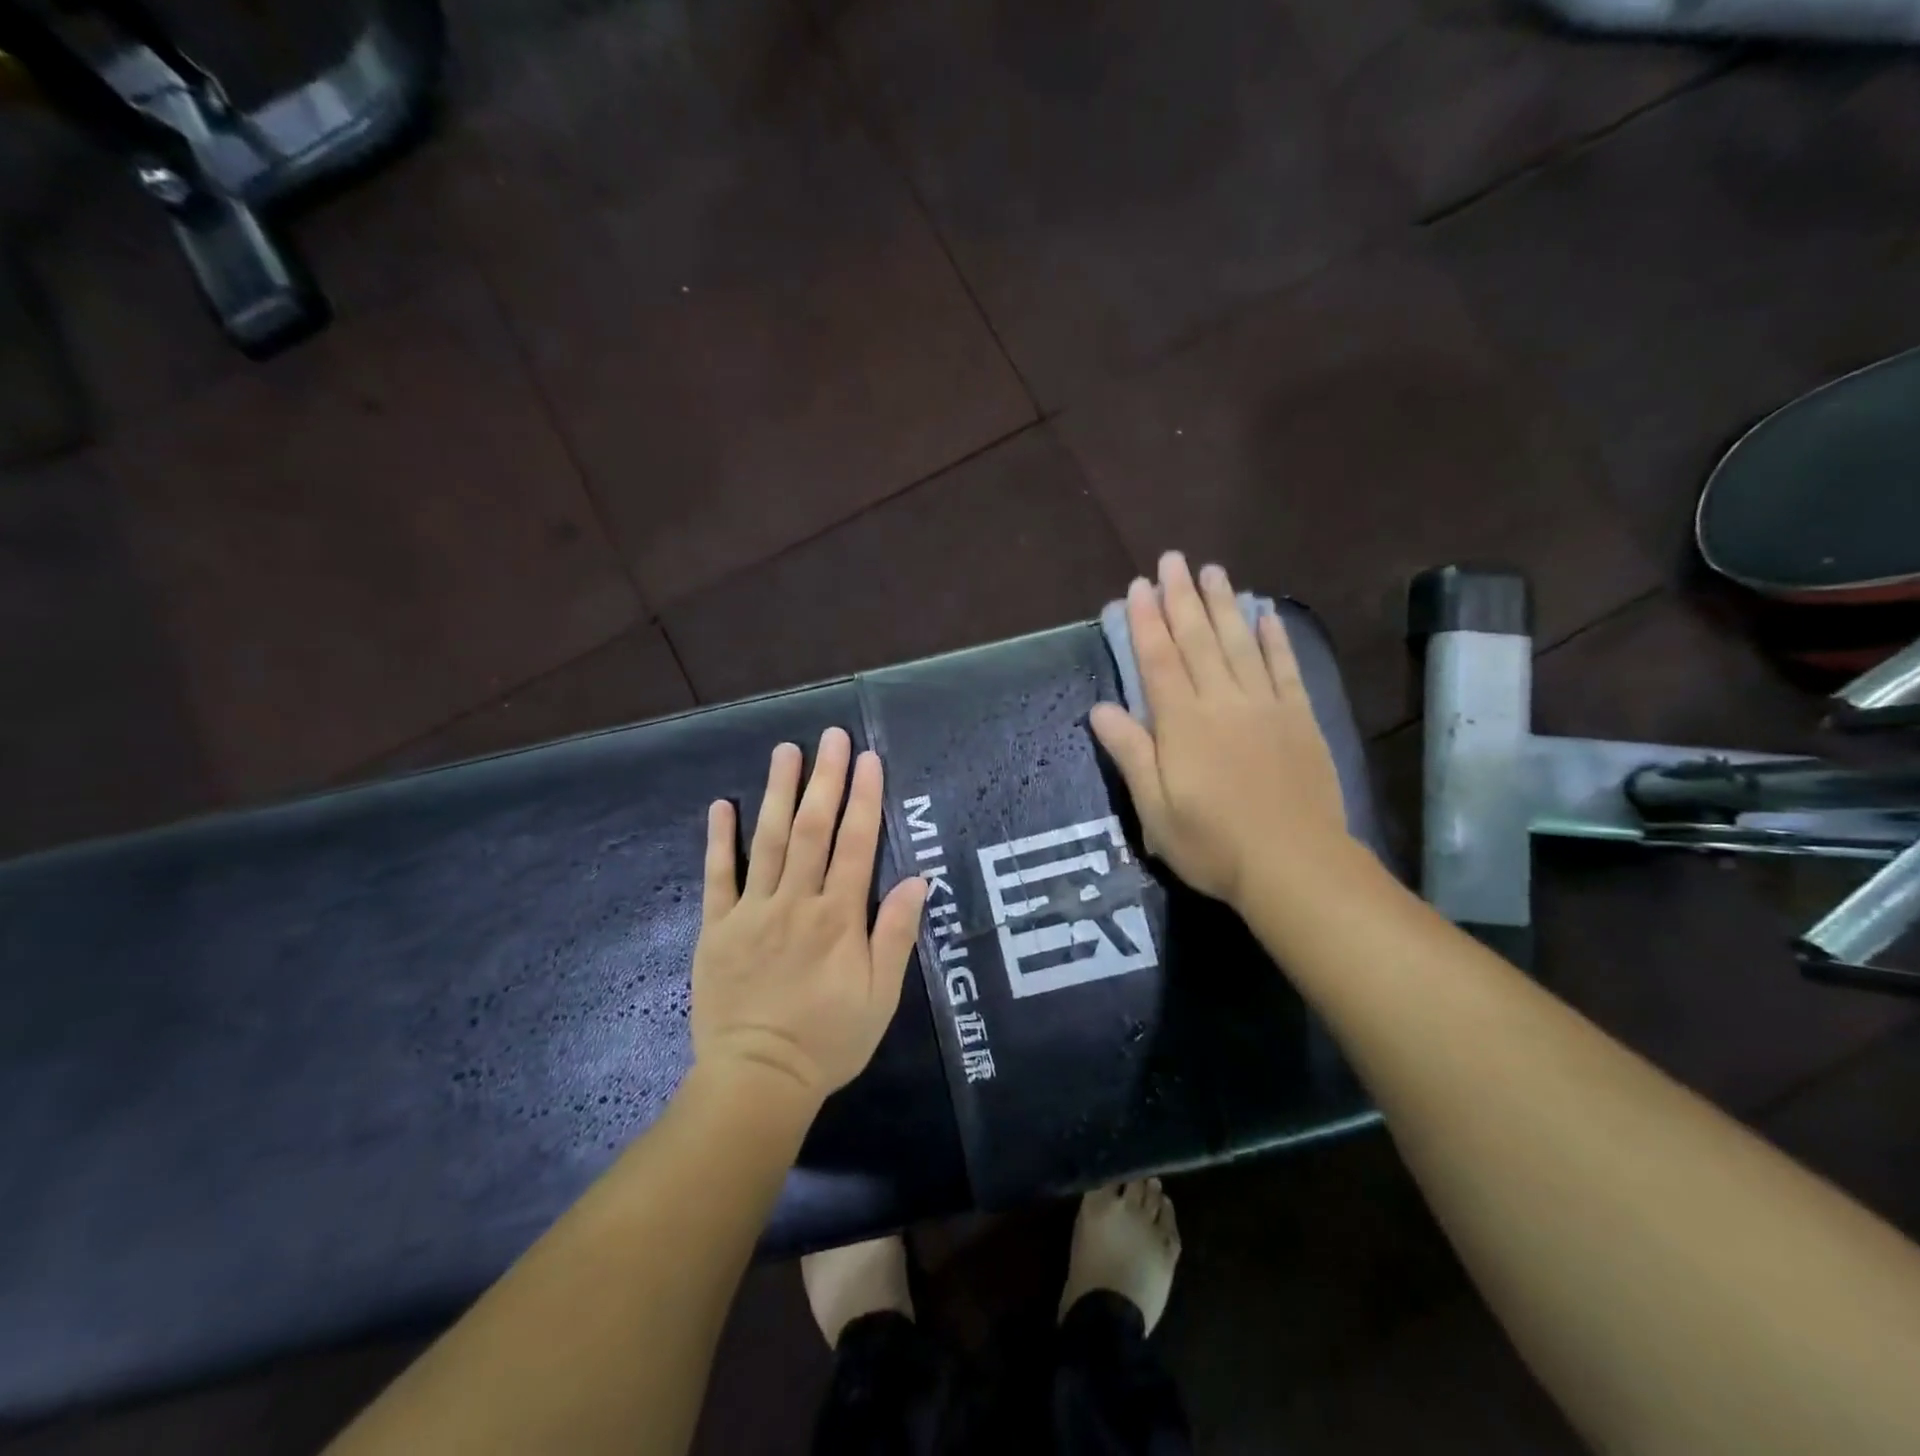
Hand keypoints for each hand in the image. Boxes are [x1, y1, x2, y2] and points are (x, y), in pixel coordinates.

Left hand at [691, 728, 929, 1107]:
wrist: (758, 1080)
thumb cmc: (829, 1040)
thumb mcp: (881, 996)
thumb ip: (896, 935)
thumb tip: (916, 879)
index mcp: (839, 918)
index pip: (856, 845)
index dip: (864, 799)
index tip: (869, 760)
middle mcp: (797, 902)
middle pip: (812, 829)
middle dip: (825, 780)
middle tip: (831, 737)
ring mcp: (753, 912)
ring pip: (768, 841)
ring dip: (777, 792)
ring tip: (785, 751)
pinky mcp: (718, 928)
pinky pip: (718, 877)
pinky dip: (720, 840)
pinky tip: (722, 804)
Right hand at [1089, 552, 1351, 910]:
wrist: (1294, 865)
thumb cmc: (1212, 843)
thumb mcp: (1155, 809)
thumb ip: (1131, 754)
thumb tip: (1100, 709)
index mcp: (1183, 724)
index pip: (1160, 661)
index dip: (1146, 622)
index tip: (1138, 587)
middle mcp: (1223, 702)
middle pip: (1199, 640)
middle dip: (1182, 598)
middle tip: (1173, 559)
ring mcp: (1266, 707)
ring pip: (1241, 643)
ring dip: (1225, 605)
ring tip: (1213, 571)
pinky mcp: (1299, 719)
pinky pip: (1285, 668)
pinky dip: (1275, 639)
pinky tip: (1267, 614)